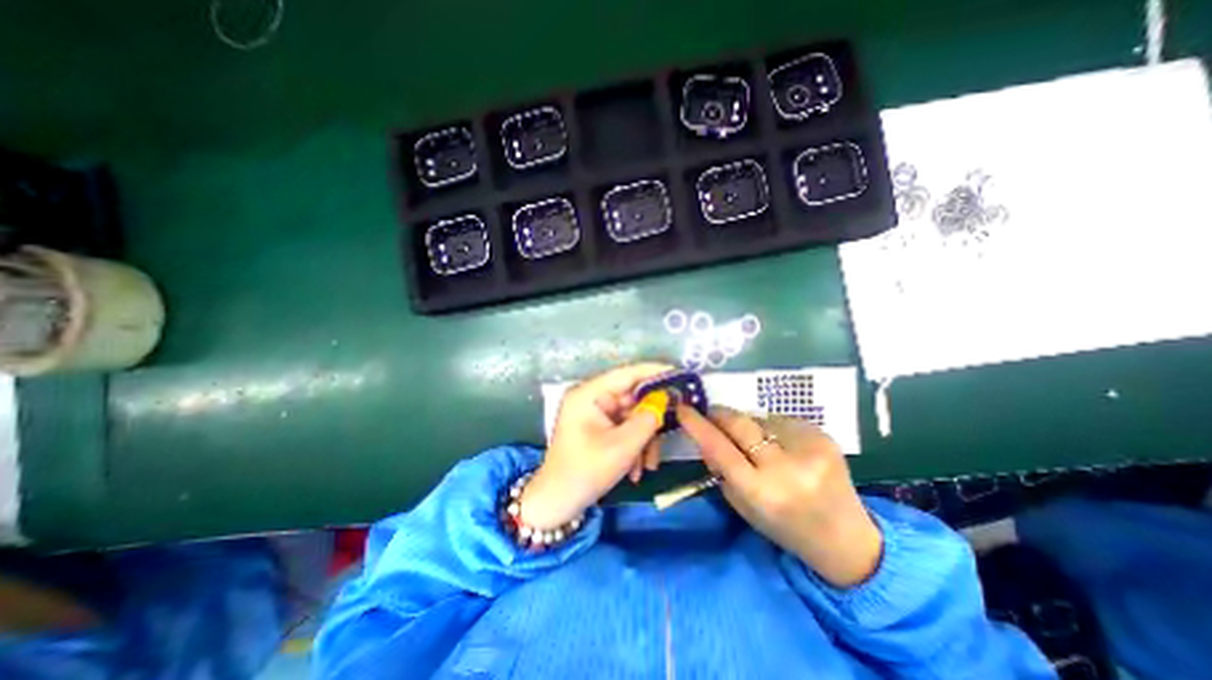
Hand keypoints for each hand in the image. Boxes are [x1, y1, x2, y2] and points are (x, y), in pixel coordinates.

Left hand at [519, 365, 672, 526]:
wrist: (558, 503)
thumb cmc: (586, 471)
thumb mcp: (623, 446)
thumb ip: (648, 419)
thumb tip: (666, 400)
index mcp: (589, 394)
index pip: (627, 373)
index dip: (655, 372)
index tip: (680, 374)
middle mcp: (591, 398)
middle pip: (632, 398)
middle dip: (651, 420)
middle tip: (672, 429)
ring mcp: (594, 414)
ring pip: (631, 417)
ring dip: (644, 440)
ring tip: (649, 465)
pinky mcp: (598, 428)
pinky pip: (624, 429)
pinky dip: (634, 446)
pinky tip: (637, 470)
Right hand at [677, 407, 886, 585]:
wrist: (845, 539)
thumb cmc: (783, 526)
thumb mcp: (742, 504)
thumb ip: (719, 469)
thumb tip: (703, 435)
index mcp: (761, 492)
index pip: (719, 448)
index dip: (697, 425)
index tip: (683, 408)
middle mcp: (785, 468)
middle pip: (740, 423)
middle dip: (720, 414)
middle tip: (711, 413)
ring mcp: (808, 449)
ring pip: (760, 418)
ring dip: (750, 425)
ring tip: (756, 441)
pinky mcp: (824, 437)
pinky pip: (783, 420)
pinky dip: (773, 428)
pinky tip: (782, 445)